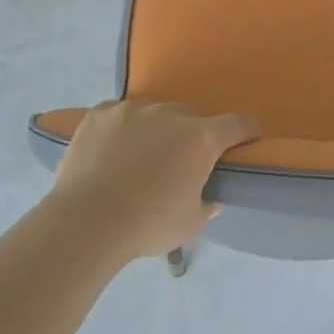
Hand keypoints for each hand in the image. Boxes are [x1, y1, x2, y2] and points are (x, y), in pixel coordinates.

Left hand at [49, 101, 259, 261]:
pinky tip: (114, 149)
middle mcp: (170, 114)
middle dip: (193, 135)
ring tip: (142, 155)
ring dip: (157, 129)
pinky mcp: (100, 114)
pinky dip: (124, 128)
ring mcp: (132, 110)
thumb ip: (206, 206)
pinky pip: (121, 114)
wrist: (87, 222)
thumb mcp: (190, 224)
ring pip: (155, 113)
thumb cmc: (148, 224)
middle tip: (181, 161)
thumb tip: (210, 199)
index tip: (246, 141)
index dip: (246, 132)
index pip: (238, 124)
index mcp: (201, 139)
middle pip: (192, 117)